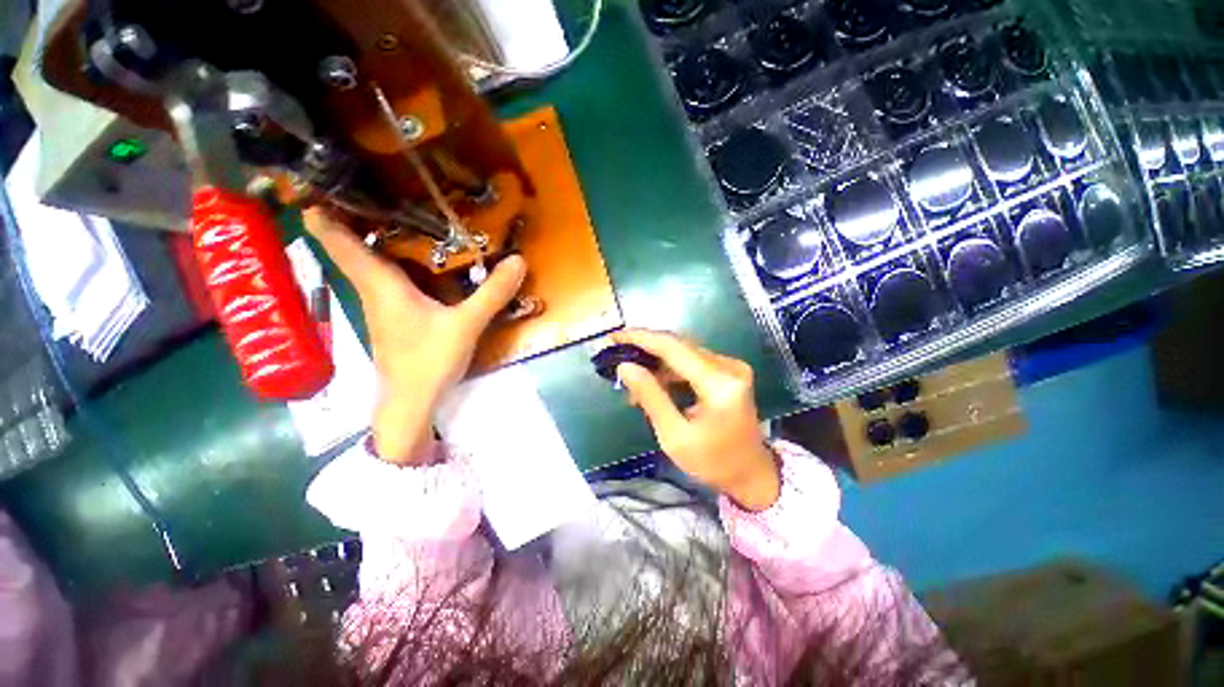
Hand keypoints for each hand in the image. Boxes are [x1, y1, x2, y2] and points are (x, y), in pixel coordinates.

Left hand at [304, 209, 525, 463]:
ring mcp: (382, 307)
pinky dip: (393, 263)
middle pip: (352, 248)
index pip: (340, 242)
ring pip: (369, 264)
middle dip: (354, 217)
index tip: (317, 181)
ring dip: (374, 239)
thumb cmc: (428, 361)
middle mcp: (375, 291)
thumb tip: (518, 260)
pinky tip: (415, 261)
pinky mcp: (394, 320)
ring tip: (396, 213)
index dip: (325, 212)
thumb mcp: (466, 324)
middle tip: (374, 185)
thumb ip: (492, 293)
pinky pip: (387, 281)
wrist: (411, 404)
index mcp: (382, 285)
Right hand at [611, 330, 779, 510]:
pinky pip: (691, 361)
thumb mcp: (674, 436)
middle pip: (679, 345)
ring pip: (683, 352)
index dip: (641, 339)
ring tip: (632, 379)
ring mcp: (731, 366)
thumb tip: (625, 366)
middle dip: (645, 348)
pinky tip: (653, 383)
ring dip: (655, 361)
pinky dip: (669, 369)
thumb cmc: (712, 462)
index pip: (674, 348)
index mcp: (720, 384)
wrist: (751, 473)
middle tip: (616, 355)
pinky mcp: (728, 371)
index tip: (614, 338)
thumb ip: (651, 397)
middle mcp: (729, 366)